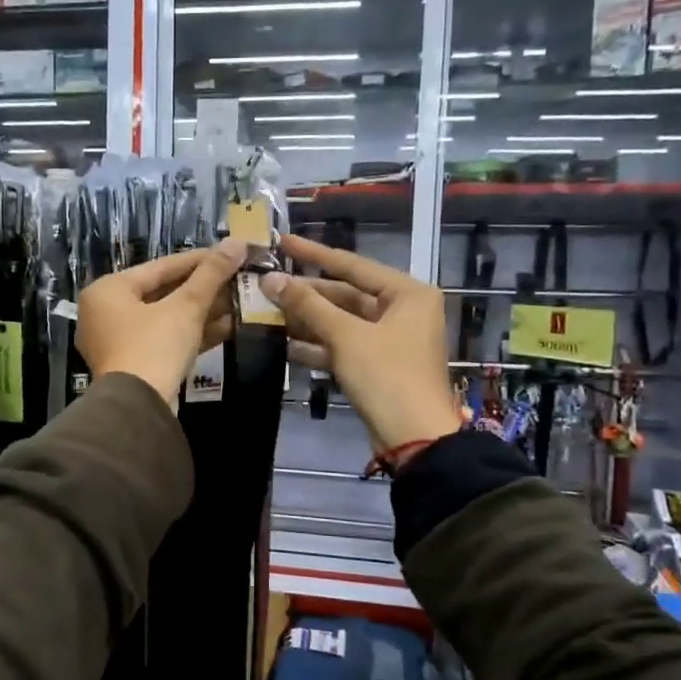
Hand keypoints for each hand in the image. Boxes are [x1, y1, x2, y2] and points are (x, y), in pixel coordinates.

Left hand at [77, 239, 244, 408]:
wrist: (137, 409)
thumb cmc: (154, 347)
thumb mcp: (185, 307)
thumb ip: (210, 275)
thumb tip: (237, 242)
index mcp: (108, 290)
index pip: (160, 267)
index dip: (199, 259)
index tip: (229, 252)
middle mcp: (106, 313)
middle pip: (163, 292)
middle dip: (204, 288)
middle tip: (238, 278)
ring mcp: (118, 342)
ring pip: (166, 318)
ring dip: (203, 311)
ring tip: (240, 301)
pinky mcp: (134, 365)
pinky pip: (165, 340)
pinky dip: (193, 333)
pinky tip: (229, 327)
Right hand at [261, 234, 462, 451]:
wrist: (414, 438)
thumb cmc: (387, 375)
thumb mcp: (346, 336)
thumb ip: (308, 305)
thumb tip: (270, 278)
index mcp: (407, 293)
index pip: (352, 265)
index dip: (314, 254)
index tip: (283, 242)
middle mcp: (403, 310)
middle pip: (345, 295)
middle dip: (306, 294)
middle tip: (266, 285)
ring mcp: (390, 339)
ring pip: (341, 322)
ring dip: (307, 321)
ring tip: (267, 312)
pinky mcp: (377, 365)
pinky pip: (343, 346)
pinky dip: (318, 346)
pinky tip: (285, 344)